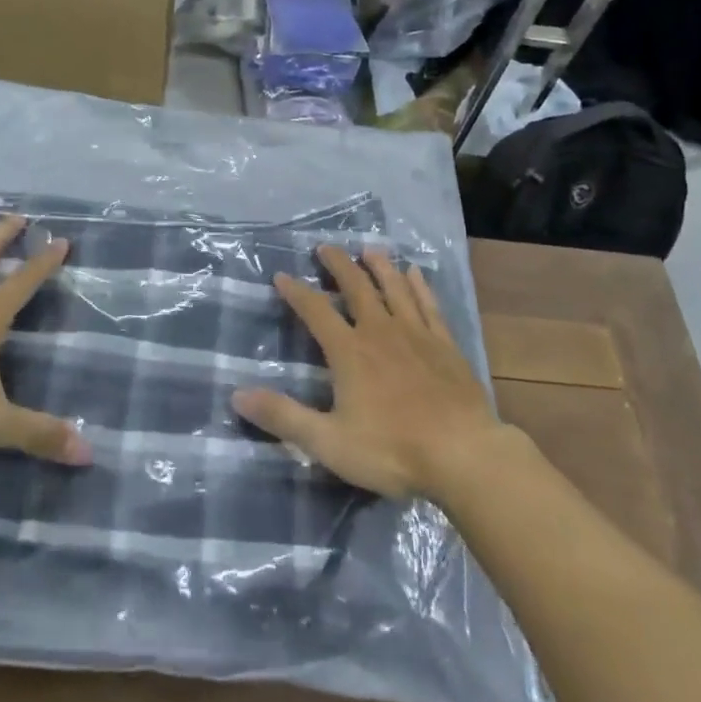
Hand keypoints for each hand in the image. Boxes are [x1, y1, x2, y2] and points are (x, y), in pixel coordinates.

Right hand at [232, 246, 503, 499]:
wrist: (463, 454)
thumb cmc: (392, 449)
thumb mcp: (328, 441)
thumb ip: (284, 417)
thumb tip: (237, 394)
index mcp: (349, 351)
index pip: (315, 311)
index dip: (296, 292)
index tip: (281, 275)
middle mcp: (379, 331)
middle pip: (356, 287)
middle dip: (338, 264)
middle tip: (325, 247)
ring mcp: (416, 334)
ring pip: (393, 288)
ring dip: (379, 266)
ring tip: (368, 249)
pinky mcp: (444, 344)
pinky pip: (428, 305)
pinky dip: (419, 286)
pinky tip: (415, 274)